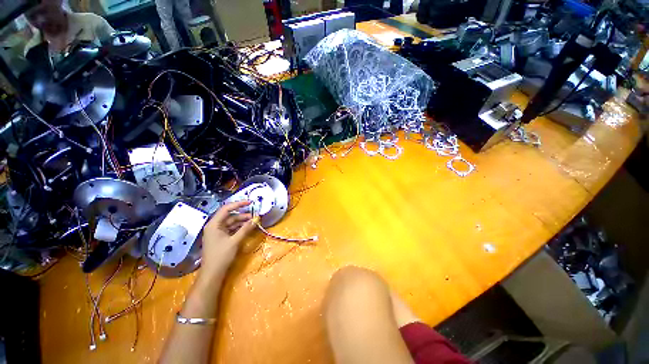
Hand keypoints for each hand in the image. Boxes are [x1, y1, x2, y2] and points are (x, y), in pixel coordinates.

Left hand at [200, 201, 257, 277]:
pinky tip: (247, 228)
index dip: (239, 204)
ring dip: (242, 222)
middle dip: (243, 215)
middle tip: (255, 216)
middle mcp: (214, 226)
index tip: (250, 202)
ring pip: (231, 222)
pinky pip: (231, 229)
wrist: (212, 273)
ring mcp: (217, 232)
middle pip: (230, 216)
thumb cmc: (221, 256)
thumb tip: (256, 219)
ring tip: (253, 222)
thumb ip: (245, 229)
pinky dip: (239, 228)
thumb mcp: (235, 241)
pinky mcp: (220, 238)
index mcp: (214, 224)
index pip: (226, 209)